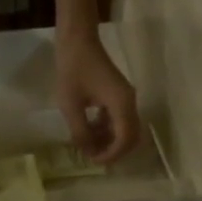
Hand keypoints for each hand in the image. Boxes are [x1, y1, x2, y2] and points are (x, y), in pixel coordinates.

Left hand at [55, 29, 141, 163]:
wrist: (78, 40)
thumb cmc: (73, 69)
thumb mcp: (71, 105)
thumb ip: (80, 132)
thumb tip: (87, 152)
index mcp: (121, 104)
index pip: (125, 139)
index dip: (111, 154)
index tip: (94, 160)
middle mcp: (129, 102)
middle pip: (131, 137)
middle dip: (114, 151)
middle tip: (94, 157)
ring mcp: (125, 99)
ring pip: (126, 130)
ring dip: (110, 141)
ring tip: (88, 145)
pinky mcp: (119, 96)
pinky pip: (119, 120)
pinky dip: (107, 129)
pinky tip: (90, 130)